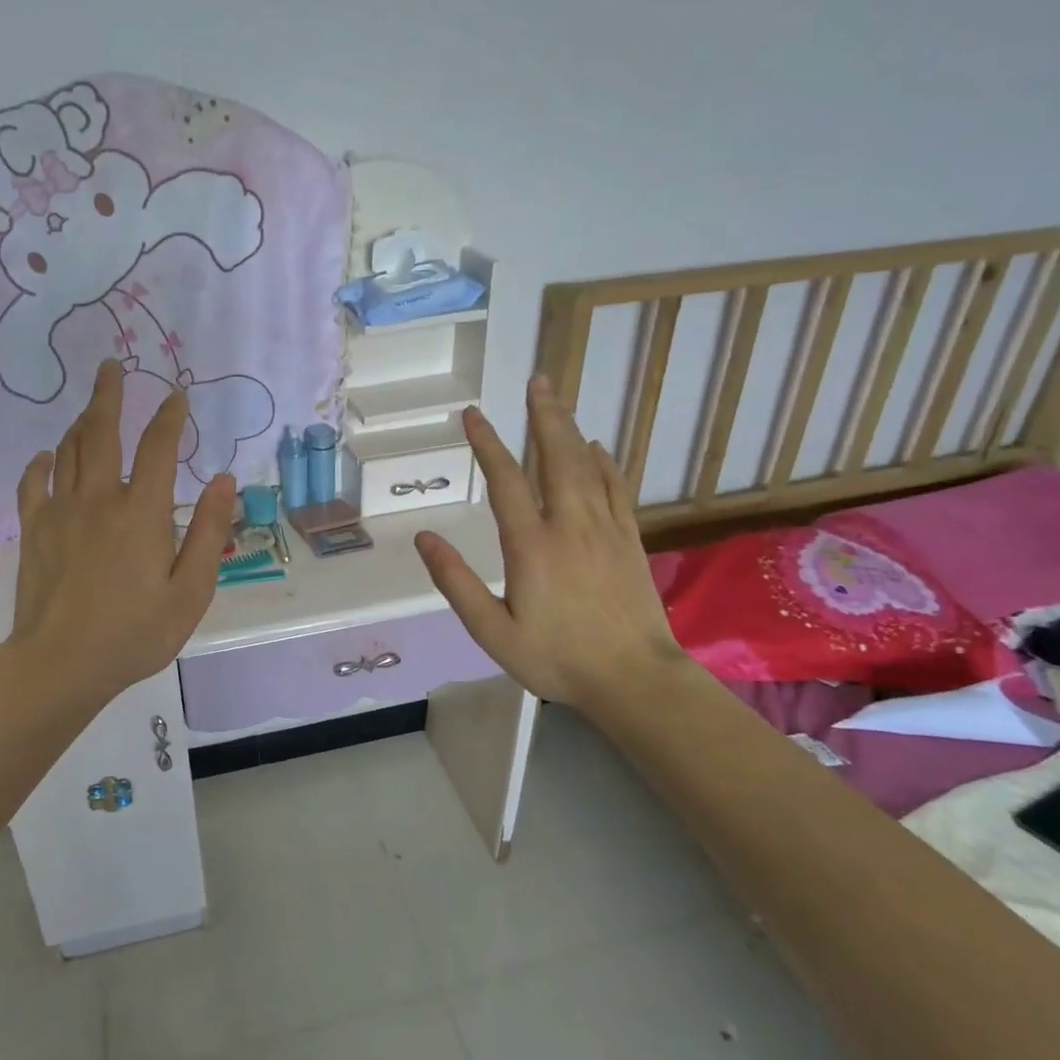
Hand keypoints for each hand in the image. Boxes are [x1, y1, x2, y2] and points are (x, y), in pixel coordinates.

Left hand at [9, 360, 235, 709]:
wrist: (61, 663)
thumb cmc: (134, 633)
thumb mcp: (190, 590)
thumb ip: (207, 531)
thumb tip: (225, 481)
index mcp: (141, 511)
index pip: (158, 447)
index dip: (169, 417)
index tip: (177, 395)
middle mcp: (98, 498)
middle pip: (102, 431)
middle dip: (109, 394)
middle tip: (111, 365)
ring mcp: (60, 511)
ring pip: (68, 450)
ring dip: (81, 422)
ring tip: (91, 407)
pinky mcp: (34, 530)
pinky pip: (34, 483)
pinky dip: (41, 463)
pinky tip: (46, 457)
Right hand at [414, 375, 685, 717]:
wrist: (634, 679)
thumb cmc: (557, 659)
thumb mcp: (492, 631)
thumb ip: (456, 582)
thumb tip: (424, 538)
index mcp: (531, 545)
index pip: (506, 480)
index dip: (487, 443)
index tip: (473, 413)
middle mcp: (569, 525)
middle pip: (555, 457)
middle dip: (542, 416)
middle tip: (537, 380)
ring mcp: (604, 529)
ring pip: (586, 465)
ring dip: (569, 429)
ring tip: (556, 400)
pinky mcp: (629, 540)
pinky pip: (615, 488)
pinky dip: (604, 462)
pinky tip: (597, 447)